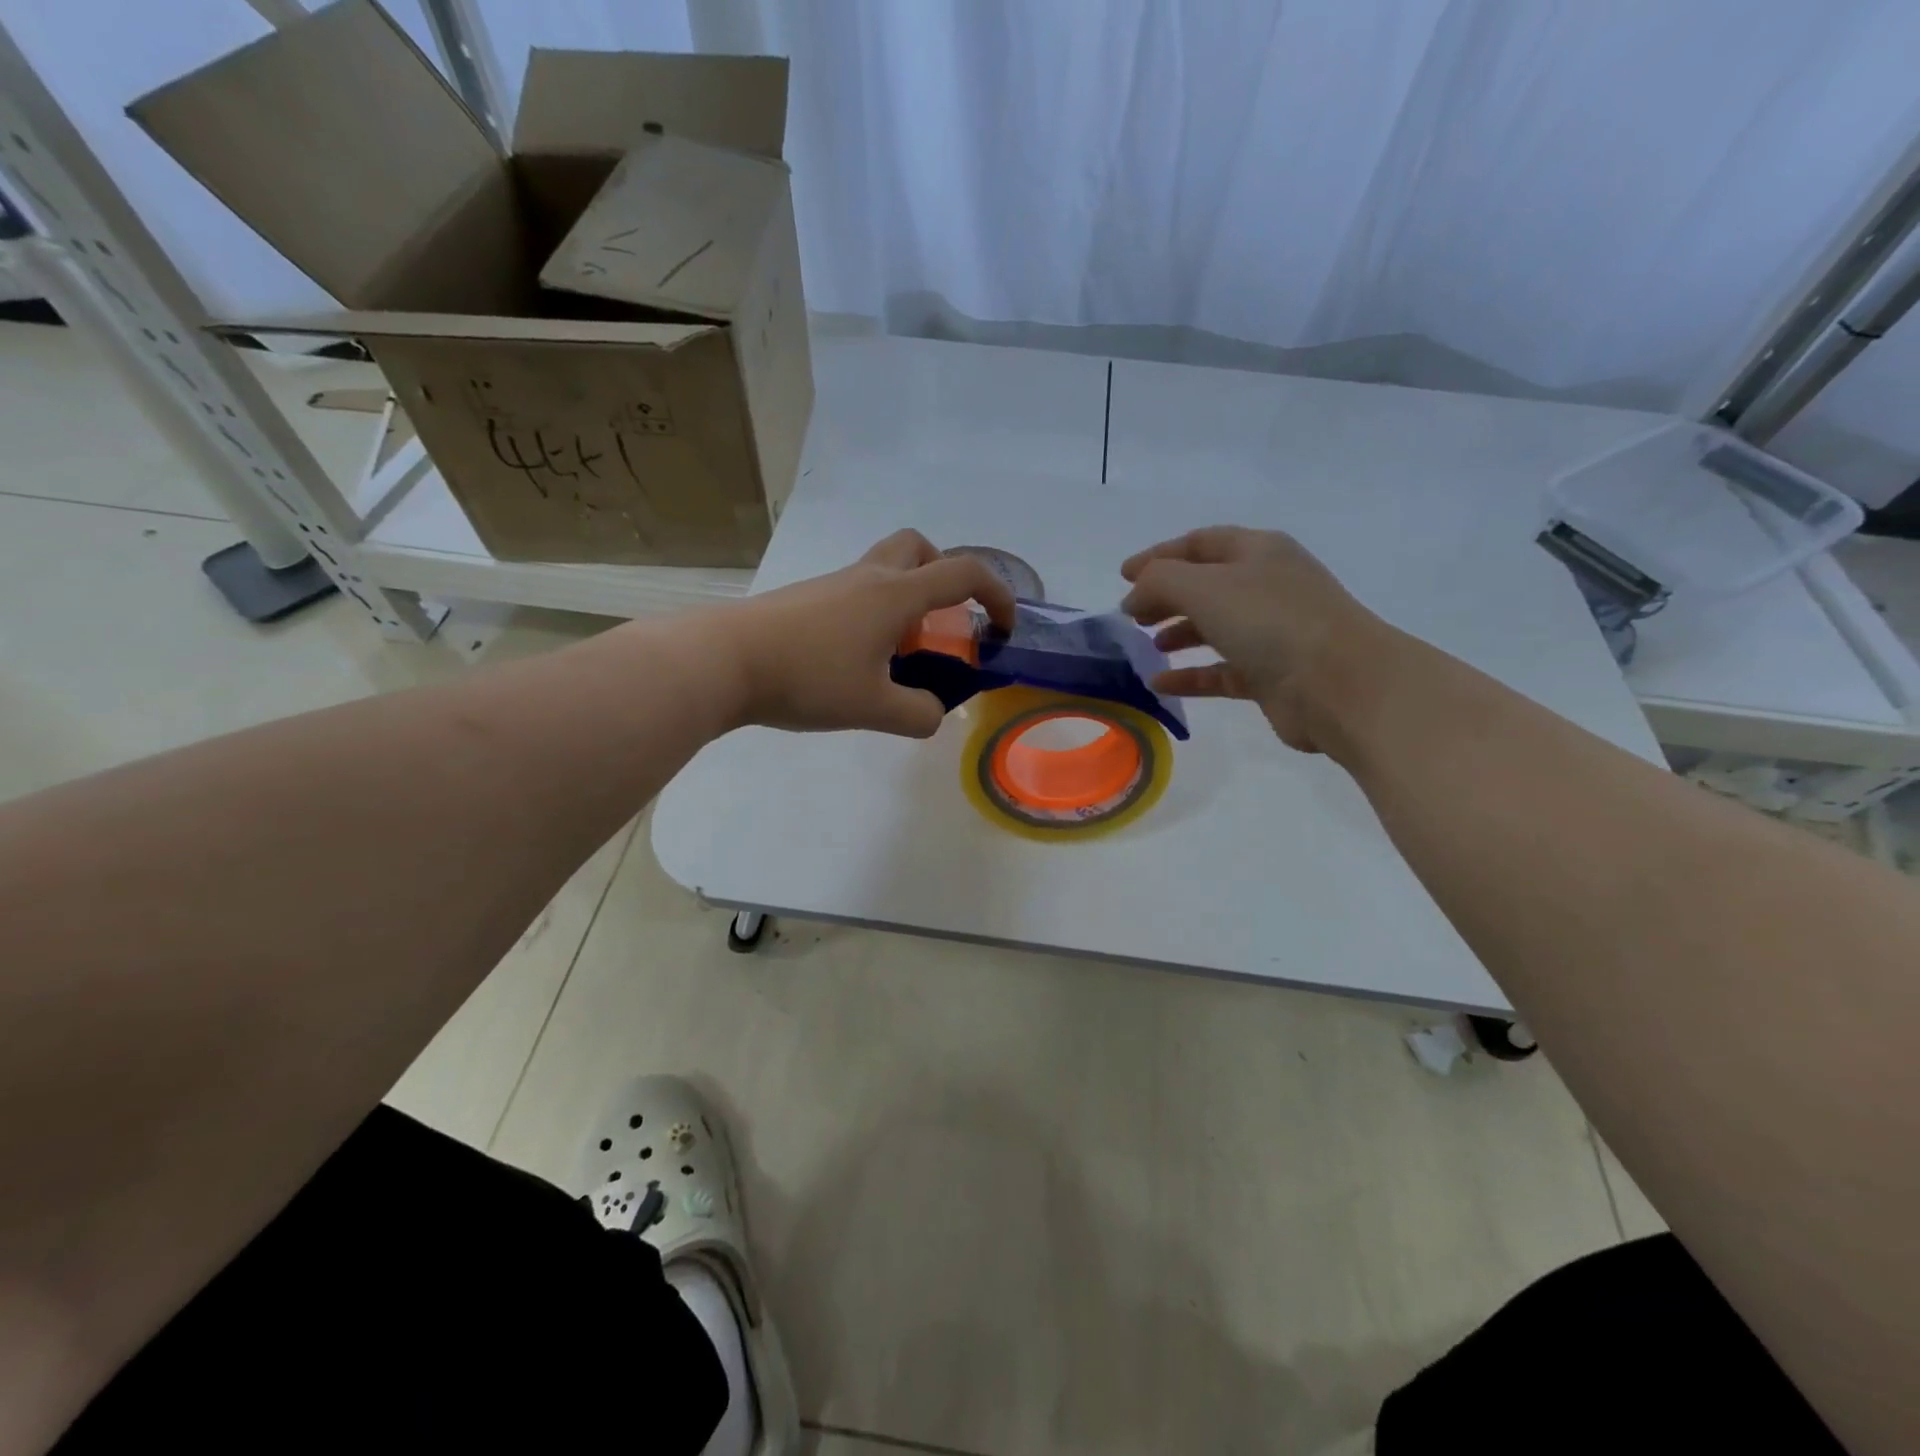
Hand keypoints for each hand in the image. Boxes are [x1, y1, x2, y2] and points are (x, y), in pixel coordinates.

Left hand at [702, 529, 1015, 737]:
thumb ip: (918, 714)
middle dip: (944, 575)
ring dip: (906, 600)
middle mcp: (868, 577)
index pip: (963, 573)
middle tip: (942, 621)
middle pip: (918, 547)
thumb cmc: (807, 678)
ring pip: (884, 569)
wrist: (723, 661)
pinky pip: (856, 592)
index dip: (997, 595)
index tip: (1003, 629)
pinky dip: (874, 615)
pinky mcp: (807, 599)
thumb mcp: (874, 709)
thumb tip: (932, 713)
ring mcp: (833, 585)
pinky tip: (856, 661)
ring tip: (898, 654)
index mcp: (895, 594)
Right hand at [1120, 526, 1393, 753]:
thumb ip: (1159, 581)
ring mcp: (1272, 632)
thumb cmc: (1271, 621)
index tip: (1123, 575)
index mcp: (1258, 552)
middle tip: (1131, 615)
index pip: (1200, 543)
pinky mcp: (1271, 675)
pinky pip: (1221, 670)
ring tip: (1146, 644)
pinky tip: (1160, 683)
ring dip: (1179, 632)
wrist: (1340, 684)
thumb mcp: (1204, 587)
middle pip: (1206, 585)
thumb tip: (1135, 596)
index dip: (1159, 555)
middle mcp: (1267, 586)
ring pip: (1215, 627)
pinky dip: (1190, 675)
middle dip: (1166, 596)